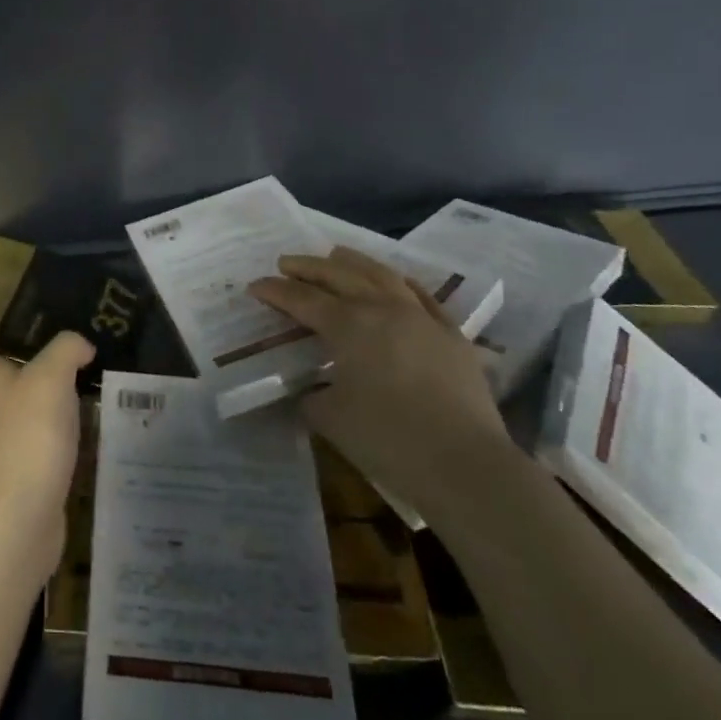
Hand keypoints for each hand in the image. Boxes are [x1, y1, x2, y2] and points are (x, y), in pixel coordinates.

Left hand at [0, 327, 92, 581]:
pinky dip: (41, 445)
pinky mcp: (16, 482)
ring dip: (20, 414)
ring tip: (59, 402)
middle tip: (25, 368)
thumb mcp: (52, 377)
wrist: (20, 516)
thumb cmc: (29, 435)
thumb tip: (81, 346)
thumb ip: (67, 351)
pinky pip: (25, 454)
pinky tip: (71, 439)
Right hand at [249, 247, 509, 513]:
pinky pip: (420, 295)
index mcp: (348, 325)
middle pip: (339, 276)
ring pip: (381, 275)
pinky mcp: (450, 334)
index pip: (302, 299)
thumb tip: (312, 389)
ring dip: (353, 262)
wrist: (465, 464)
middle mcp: (382, 309)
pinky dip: (399, 282)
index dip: (275, 291)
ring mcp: (421, 317)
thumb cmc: (388, 439)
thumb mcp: (330, 419)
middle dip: (308, 267)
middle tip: (285, 263)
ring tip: (335, 255)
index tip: (255, 286)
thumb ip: (312, 396)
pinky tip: (393, 280)